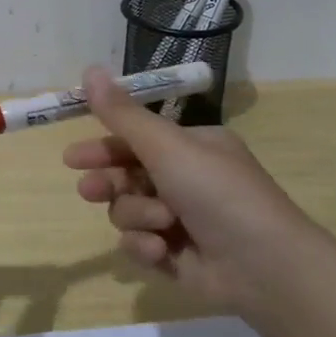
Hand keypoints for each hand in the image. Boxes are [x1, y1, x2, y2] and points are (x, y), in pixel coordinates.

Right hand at [61, 67, 317, 313]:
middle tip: (88, 190)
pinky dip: (147, 247)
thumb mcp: (167, 146)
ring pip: (129, 212)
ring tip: (160, 223)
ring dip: (139, 216)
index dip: (103, 147)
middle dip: (109, 183)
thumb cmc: (217, 192)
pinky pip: (140, 245)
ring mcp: (181, 221)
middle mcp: (186, 180)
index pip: (136, 140)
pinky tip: (161, 251)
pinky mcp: (176, 258)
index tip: (72, 158)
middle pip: (127, 177)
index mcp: (192, 147)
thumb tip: (89, 70)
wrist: (264, 266)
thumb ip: (123, 114)